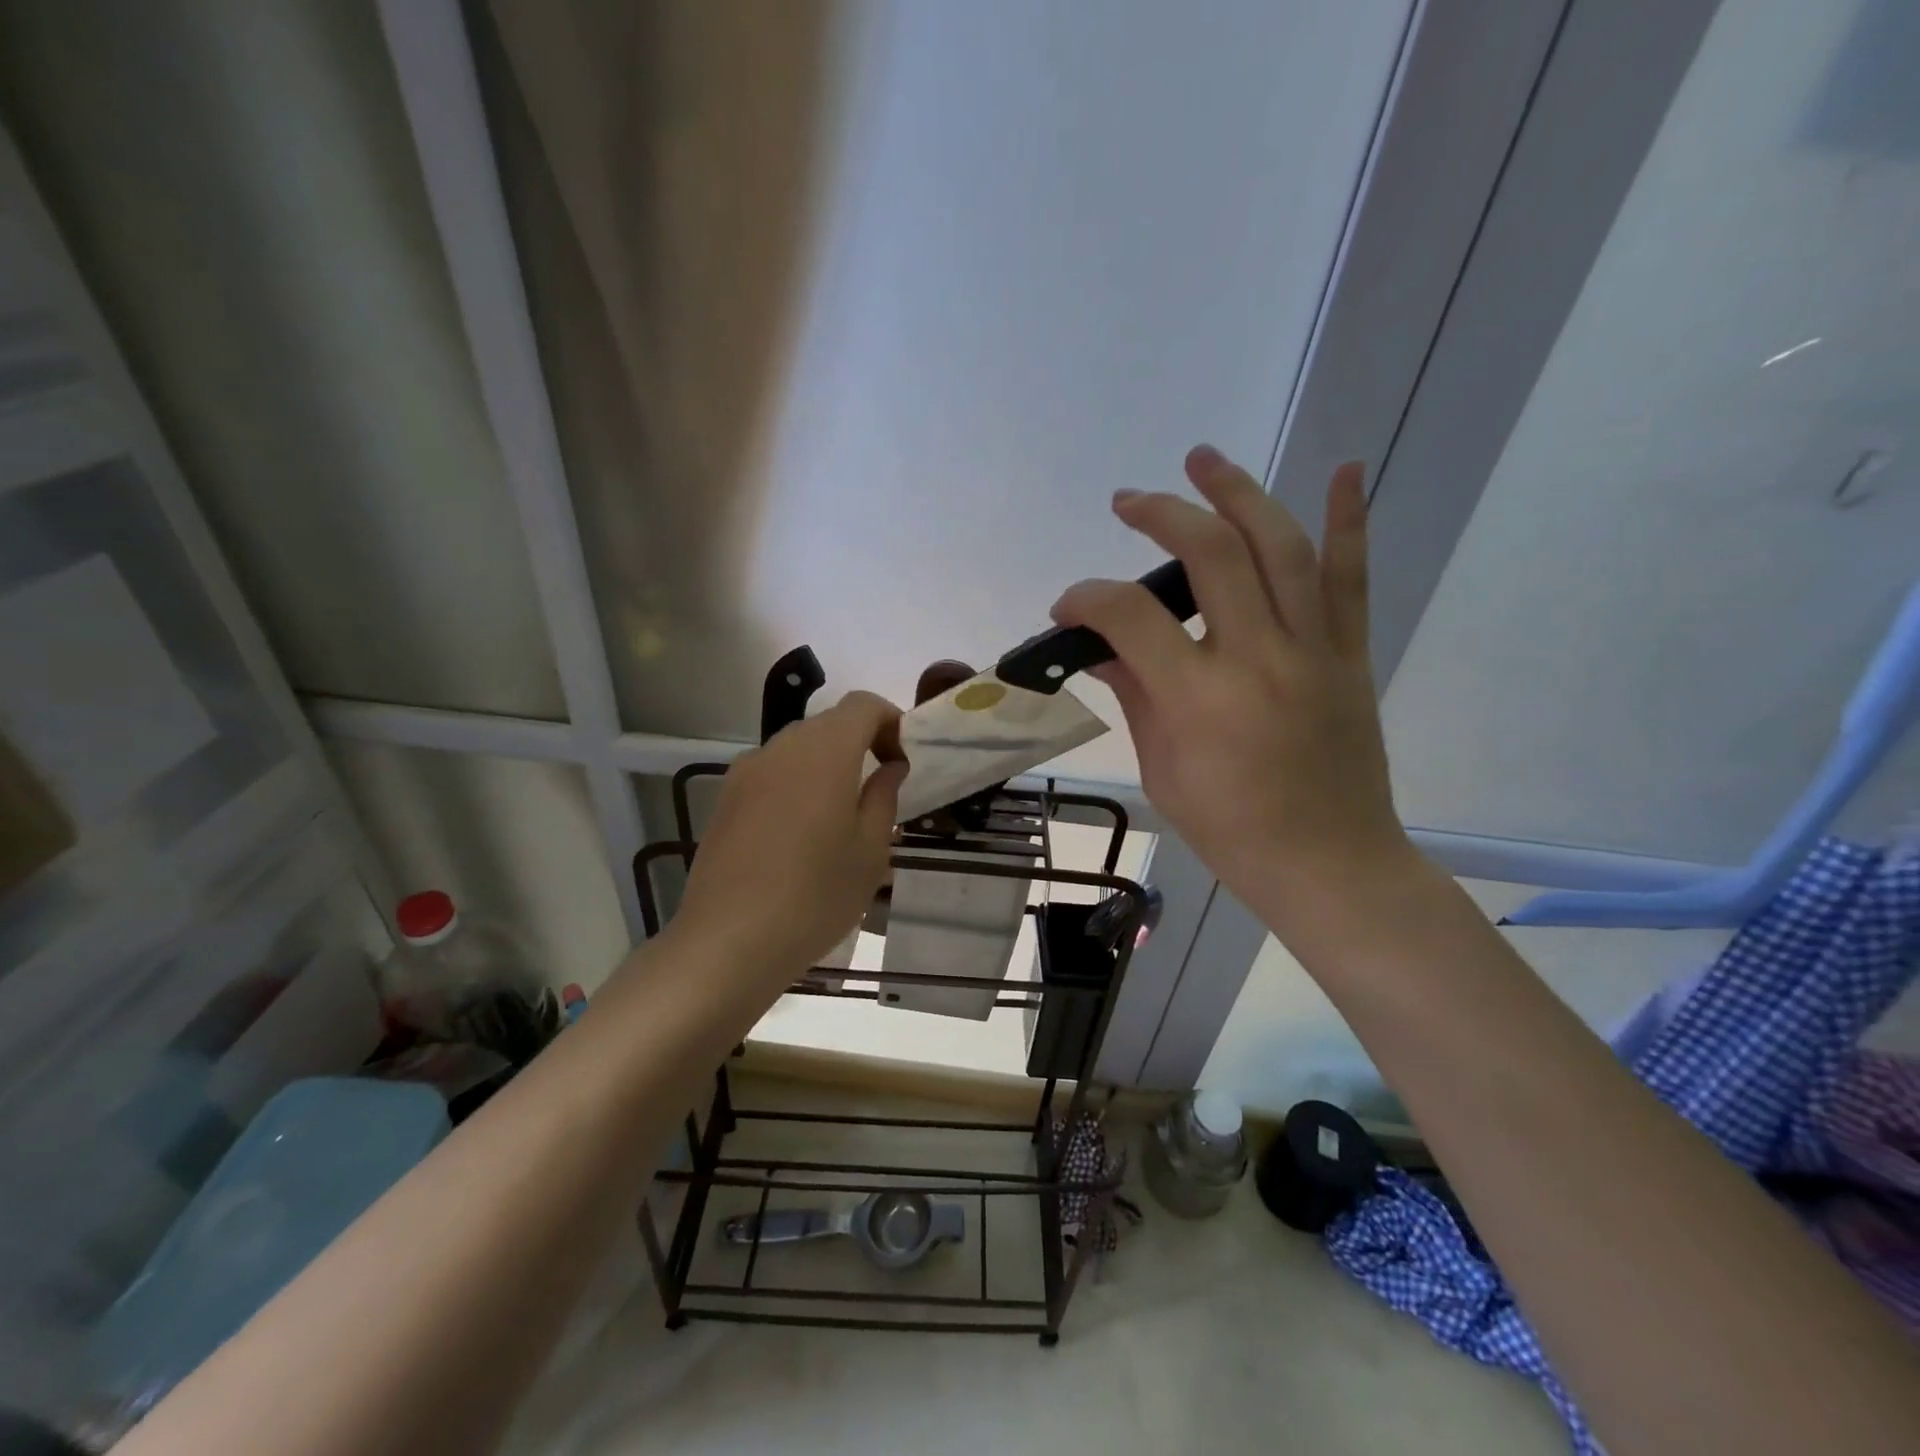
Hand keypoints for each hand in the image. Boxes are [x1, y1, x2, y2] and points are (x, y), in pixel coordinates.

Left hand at [672, 692, 906, 997]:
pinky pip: (771, 773)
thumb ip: (884, 797)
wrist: (729, 941)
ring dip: (826, 765)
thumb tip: (889, 767)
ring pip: (797, 748)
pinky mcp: (724, 798)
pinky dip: (795, 784)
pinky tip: (798, 834)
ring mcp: (746, 772)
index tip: (901, 762)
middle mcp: (781, 747)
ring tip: (839, 816)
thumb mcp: (870, 850)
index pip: (863, 705)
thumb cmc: (816, 895)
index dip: (891, 722)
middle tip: (878, 790)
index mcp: (825, 751)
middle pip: (828, 724)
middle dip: (860, 743)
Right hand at [1051, 446, 1412, 927]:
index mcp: (1199, 699)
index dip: (1087, 598)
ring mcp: (1313, 650)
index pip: (1130, 617)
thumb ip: (1137, 698)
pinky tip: (1344, 469)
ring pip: (1280, 547)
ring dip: (1238, 493)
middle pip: (1210, 554)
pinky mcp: (1350, 655)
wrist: (1329, 864)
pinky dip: (1349, 520)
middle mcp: (1259, 658)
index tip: (1068, 606)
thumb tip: (1105, 651)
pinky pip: (1351, 578)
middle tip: (1128, 500)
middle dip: (1161, 515)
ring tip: (1204, 459)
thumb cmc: (1232, 831)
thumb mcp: (1162, 772)